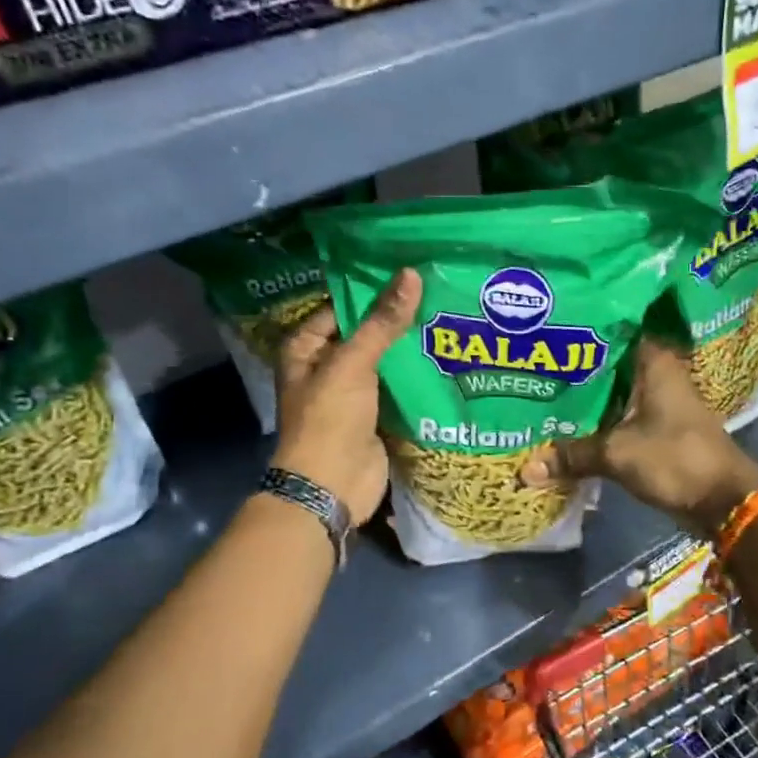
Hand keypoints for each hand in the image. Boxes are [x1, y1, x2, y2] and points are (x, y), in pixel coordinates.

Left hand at [272, 268, 421, 519]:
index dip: (373, 290)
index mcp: (306, 348)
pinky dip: (417, 377)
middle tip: (439, 291)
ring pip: (385, 361)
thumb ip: (382, 322)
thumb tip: (411, 274)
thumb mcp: (353, 364)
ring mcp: (353, 392)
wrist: (332, 486)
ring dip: (410, 348)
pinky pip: (398, 387)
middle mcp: (327, 367)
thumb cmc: (329, 419)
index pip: (342, 307)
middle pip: (366, 333)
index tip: (411, 272)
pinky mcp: (376, 415)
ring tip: (450, 318)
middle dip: (397, 319)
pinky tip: (446, 357)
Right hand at [519, 339, 757, 538]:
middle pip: (607, 364)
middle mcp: (657, 374)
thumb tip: (525, 469)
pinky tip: (565, 427)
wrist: (724, 500)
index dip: (579, 331)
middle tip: (530, 365)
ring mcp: (658, 402)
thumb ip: (572, 455)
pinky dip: (596, 422)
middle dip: (573, 369)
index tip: (545, 331)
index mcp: (654, 362)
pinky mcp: (656, 429)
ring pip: (612, 393)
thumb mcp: (617, 454)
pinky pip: (618, 417)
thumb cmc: (676, 459)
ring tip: (539, 393)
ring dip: (584, 399)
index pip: (611, 330)